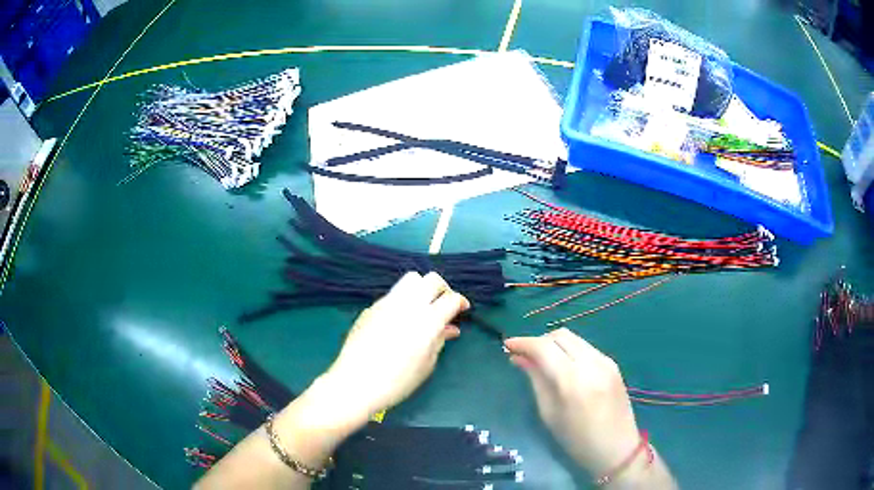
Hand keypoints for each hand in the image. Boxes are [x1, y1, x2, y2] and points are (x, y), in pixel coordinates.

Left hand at [321, 271, 469, 417]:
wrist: (356, 383)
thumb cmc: (397, 382)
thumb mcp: (426, 364)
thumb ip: (440, 340)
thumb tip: (450, 328)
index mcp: (427, 321)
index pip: (450, 298)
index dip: (460, 302)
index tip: (462, 310)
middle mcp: (408, 305)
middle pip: (431, 279)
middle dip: (443, 288)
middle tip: (444, 304)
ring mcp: (387, 303)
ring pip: (410, 279)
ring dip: (422, 288)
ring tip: (423, 307)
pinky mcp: (371, 307)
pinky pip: (393, 294)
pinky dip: (403, 300)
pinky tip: (401, 319)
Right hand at [504, 328, 639, 476]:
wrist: (617, 449)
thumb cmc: (577, 440)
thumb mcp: (549, 414)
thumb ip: (536, 380)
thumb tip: (519, 358)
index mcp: (572, 380)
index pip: (544, 347)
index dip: (523, 342)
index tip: (507, 345)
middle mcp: (591, 363)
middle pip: (560, 335)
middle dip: (539, 341)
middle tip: (523, 355)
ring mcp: (605, 361)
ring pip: (574, 338)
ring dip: (554, 343)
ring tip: (541, 360)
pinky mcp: (613, 364)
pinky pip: (586, 347)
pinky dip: (569, 350)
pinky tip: (562, 365)